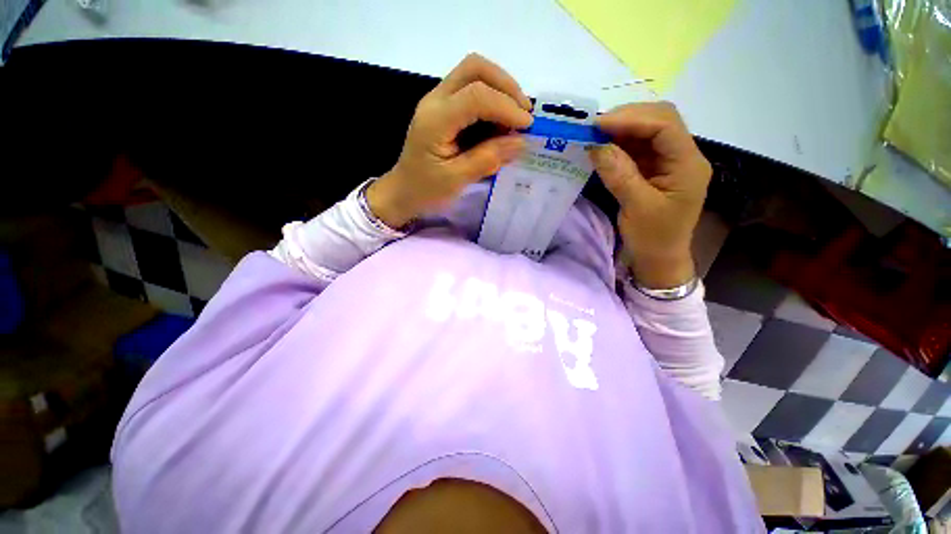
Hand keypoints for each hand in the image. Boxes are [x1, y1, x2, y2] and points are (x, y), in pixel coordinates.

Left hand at [367, 54, 532, 227]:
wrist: (403, 190)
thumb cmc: (426, 189)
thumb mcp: (456, 180)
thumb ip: (488, 159)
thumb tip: (521, 142)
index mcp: (435, 120)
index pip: (476, 96)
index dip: (506, 107)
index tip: (527, 127)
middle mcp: (435, 100)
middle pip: (474, 69)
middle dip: (506, 86)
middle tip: (524, 113)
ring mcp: (438, 101)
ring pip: (473, 73)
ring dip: (501, 90)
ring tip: (516, 118)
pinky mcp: (444, 108)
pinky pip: (471, 90)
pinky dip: (493, 100)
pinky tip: (501, 122)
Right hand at [589, 102, 711, 288]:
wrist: (659, 257)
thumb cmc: (653, 237)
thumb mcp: (636, 207)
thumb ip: (620, 175)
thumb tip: (597, 146)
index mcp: (688, 165)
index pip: (665, 126)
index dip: (632, 119)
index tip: (598, 125)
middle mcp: (683, 156)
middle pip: (660, 121)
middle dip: (627, 119)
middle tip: (594, 128)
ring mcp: (669, 162)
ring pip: (648, 132)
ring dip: (621, 130)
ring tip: (595, 135)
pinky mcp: (655, 169)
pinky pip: (638, 148)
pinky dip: (619, 144)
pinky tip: (603, 148)